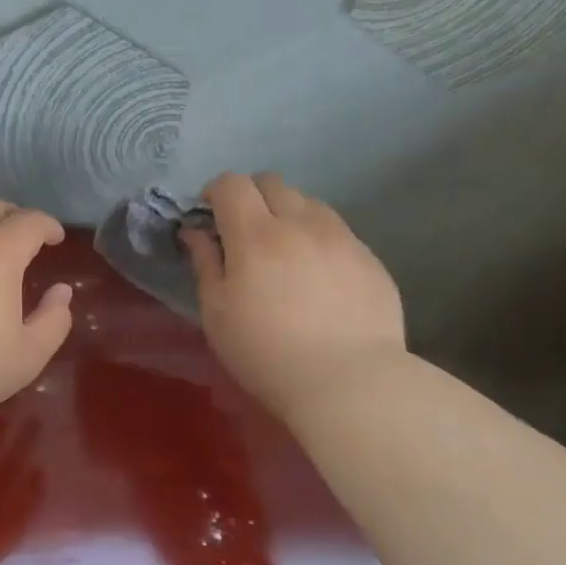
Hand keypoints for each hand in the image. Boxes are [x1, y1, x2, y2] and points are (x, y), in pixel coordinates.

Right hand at [182, 173, 404, 411]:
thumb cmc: (265, 353)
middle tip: (242, 232)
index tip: (208, 216)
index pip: (232, 184)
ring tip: (283, 252)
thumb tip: (195, 232)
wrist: (350, 382)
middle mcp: (301, 224)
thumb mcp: (217, 314)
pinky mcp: (370, 258)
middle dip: (250, 196)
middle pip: (272, 182)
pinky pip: (337, 231)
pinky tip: (316, 278)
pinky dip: (317, 239)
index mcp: (256, 236)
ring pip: (309, 202)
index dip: (215, 192)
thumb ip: (205, 264)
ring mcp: (342, 238)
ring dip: (287, 214)